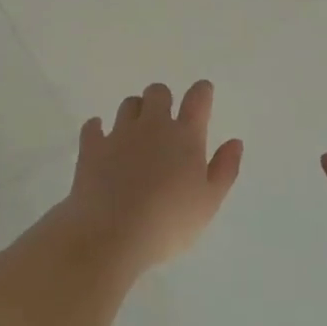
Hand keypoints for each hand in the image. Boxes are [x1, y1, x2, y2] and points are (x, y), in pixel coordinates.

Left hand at [61, 81, 243, 274]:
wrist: (112, 234)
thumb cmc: (169, 222)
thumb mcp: (209, 202)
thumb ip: (225, 169)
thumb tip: (235, 142)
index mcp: (185, 137)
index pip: (197, 99)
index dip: (201, 91)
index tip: (203, 92)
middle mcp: (152, 126)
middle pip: (158, 92)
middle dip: (163, 99)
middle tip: (164, 119)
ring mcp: (119, 134)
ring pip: (128, 104)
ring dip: (134, 111)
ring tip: (135, 131)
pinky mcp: (92, 147)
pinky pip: (92, 126)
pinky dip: (97, 128)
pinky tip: (99, 136)